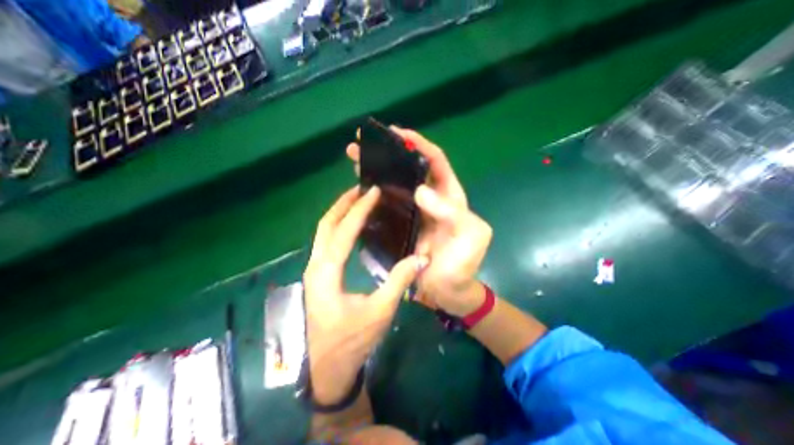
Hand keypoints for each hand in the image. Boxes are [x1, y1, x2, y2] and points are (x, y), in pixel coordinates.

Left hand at [305, 184, 427, 402]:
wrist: (328, 368)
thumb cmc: (351, 341)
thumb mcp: (379, 312)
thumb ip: (399, 281)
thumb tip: (421, 258)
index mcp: (327, 272)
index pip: (343, 231)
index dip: (359, 209)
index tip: (373, 192)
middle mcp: (316, 265)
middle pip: (325, 224)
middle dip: (343, 203)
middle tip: (362, 188)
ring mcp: (315, 269)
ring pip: (323, 232)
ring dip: (339, 212)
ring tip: (358, 199)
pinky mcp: (320, 274)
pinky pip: (327, 241)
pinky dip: (339, 226)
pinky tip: (352, 224)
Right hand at [347, 127, 494, 317]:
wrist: (448, 291)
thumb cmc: (463, 265)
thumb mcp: (471, 236)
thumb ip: (453, 213)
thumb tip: (420, 191)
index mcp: (449, 196)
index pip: (434, 161)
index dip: (417, 144)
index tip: (396, 133)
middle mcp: (431, 199)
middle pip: (409, 169)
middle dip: (388, 153)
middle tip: (363, 143)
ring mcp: (413, 212)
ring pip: (395, 184)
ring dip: (377, 170)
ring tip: (354, 160)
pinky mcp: (401, 225)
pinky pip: (386, 204)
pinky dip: (374, 194)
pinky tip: (359, 188)